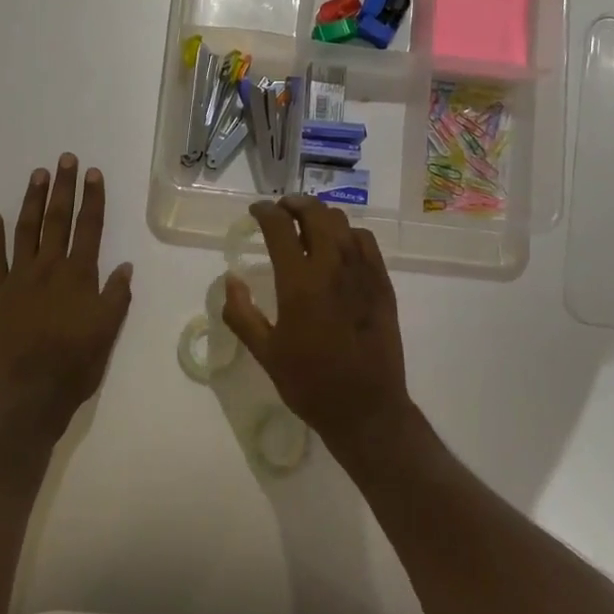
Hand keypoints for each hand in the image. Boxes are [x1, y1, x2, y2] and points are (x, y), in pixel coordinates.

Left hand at [0, 155, 132, 441]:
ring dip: (32, 200)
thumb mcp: (107, 333)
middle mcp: (49, 269)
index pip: (89, 228)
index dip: (92, 199)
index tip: (93, 173)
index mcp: (79, 276)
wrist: (25, 395)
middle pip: (57, 220)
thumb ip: (115, 297)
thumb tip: (124, 266)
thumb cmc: (74, 366)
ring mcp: (18, 279)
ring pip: (26, 230)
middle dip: (63, 188)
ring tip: (37, 175)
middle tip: (65, 159)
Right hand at [222, 196, 412, 448]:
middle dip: (295, 204)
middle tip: (281, 210)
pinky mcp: (383, 284)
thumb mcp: (265, 353)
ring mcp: (363, 273)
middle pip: (316, 213)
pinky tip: (339, 246)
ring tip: (307, 224)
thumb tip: (231, 280)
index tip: (256, 211)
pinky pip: (366, 242)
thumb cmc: (310, 384)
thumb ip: (241, 313)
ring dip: (321, 215)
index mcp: (299, 283)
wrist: (367, 409)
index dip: (265, 212)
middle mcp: (333, 267)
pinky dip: (348, 233)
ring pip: (343, 223)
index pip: (280, 227)